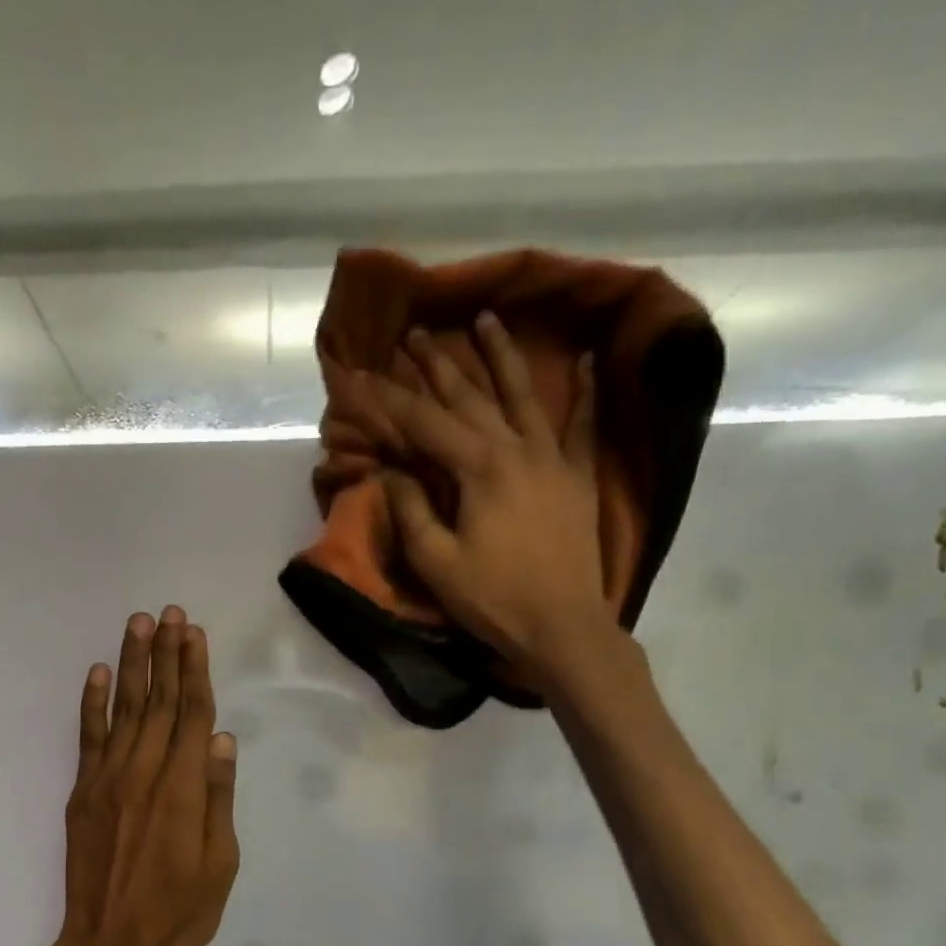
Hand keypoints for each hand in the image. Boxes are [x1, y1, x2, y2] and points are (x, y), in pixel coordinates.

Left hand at [35, 607, 240, 945]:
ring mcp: (108, 780)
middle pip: (159, 701)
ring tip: (138, 623)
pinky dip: (93, 702)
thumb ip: (218, 797)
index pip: (192, 714)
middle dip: (165, 654)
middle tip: (169, 612)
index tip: (194, 633)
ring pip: (124, 709)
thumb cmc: (179, 912)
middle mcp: (144, 773)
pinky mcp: (83, 793)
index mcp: (183, 789)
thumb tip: (223, 739)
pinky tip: (99, 672)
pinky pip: (88, 737)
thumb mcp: (220, 863)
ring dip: (132, 664)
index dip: (195, 671)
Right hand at [372, 314, 619, 683]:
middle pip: (471, 397)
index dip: (388, 400)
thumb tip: (392, 471)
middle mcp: (516, 449)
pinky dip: (586, 392)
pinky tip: (585, 361)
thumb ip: (412, 510)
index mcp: (478, 468)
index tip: (360, 376)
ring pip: (523, 395)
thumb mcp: (436, 562)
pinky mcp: (577, 477)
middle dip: (438, 364)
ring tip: (487, 319)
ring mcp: (552, 459)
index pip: (424, 422)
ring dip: (501, 356)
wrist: (562, 626)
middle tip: (416, 334)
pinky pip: (582, 425)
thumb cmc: (493, 598)